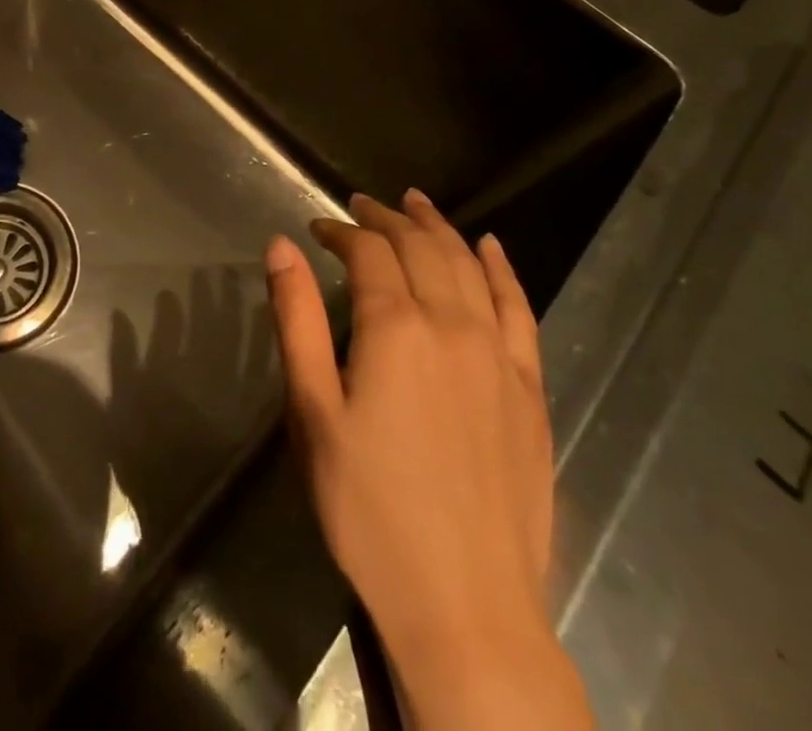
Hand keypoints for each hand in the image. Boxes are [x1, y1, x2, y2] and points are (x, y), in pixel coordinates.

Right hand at [265, 189, 591, 729]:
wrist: (464, 606)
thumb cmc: (368, 508)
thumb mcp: (312, 412)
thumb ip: (297, 320)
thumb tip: (282, 245)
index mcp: (395, 329)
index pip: (368, 252)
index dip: (340, 232)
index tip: (317, 229)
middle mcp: (453, 326)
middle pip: (420, 248)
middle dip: (386, 219)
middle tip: (361, 206)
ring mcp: (499, 356)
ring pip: (469, 267)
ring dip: (440, 228)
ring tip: (416, 204)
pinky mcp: (530, 390)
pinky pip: (520, 310)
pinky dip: (503, 270)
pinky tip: (492, 248)